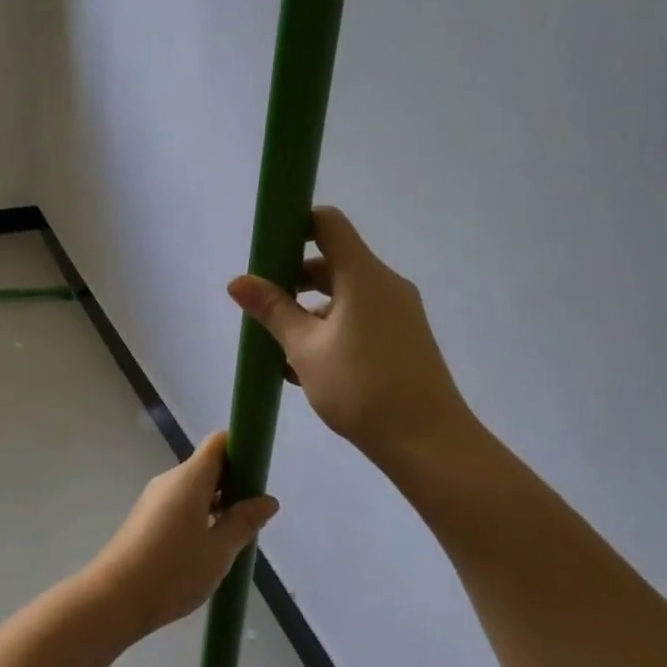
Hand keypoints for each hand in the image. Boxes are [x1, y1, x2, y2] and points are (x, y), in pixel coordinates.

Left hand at [80, 433, 278, 638]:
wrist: (113, 599)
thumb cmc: (173, 571)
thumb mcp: (219, 551)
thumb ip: (244, 522)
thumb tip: (268, 500)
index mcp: (190, 477)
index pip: (219, 443)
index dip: (241, 451)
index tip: (258, 477)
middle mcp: (170, 480)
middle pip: (207, 466)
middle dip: (233, 484)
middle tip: (253, 516)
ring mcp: (154, 498)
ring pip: (193, 489)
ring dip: (216, 504)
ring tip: (234, 537)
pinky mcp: (145, 518)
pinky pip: (179, 505)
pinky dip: (198, 516)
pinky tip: (206, 548)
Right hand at [228, 206, 479, 474]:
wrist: (428, 443)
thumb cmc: (361, 387)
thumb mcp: (305, 349)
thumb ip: (273, 310)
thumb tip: (237, 281)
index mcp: (363, 275)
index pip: (328, 223)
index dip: (295, 225)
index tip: (267, 251)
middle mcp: (385, 285)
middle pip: (334, 262)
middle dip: (294, 279)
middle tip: (264, 308)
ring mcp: (399, 313)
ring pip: (345, 296)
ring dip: (310, 312)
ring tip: (279, 349)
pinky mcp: (404, 339)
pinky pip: (360, 319)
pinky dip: (332, 330)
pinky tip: (307, 369)